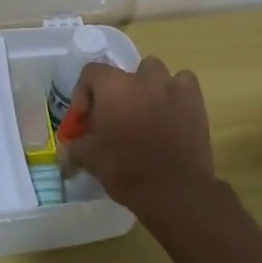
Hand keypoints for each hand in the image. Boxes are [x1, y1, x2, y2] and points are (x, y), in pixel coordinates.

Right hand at [61, 57, 215, 216]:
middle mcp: (141, 78)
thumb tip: (67, 150)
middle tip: (115, 117)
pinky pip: (184, 83)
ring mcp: (171, 86)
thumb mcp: (91, 160)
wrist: (174, 190)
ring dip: (148, 87)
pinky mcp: (194, 101)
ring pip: (155, 72)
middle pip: (124, 72)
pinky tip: (172, 112)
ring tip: (145, 112)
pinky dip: (177, 93)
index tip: (85, 119)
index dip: (84, 93)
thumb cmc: (126, 169)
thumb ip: (76, 148)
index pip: (91, 72)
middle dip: (118, 91)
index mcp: (112, 86)